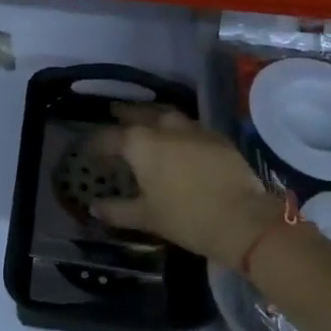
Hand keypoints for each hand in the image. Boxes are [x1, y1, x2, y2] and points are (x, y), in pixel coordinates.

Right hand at [89, 106, 284, 268]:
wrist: (241, 218)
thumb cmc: (187, 218)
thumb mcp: (147, 218)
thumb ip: (118, 210)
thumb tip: (94, 207)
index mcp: (140, 144)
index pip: (110, 137)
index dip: (97, 143)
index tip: (88, 148)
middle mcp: (163, 127)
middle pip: (138, 113)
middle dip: (124, 113)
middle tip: (114, 112)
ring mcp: (191, 128)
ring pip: (165, 113)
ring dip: (151, 113)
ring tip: (144, 118)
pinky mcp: (214, 135)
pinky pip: (188, 124)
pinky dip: (176, 126)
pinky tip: (176, 136)